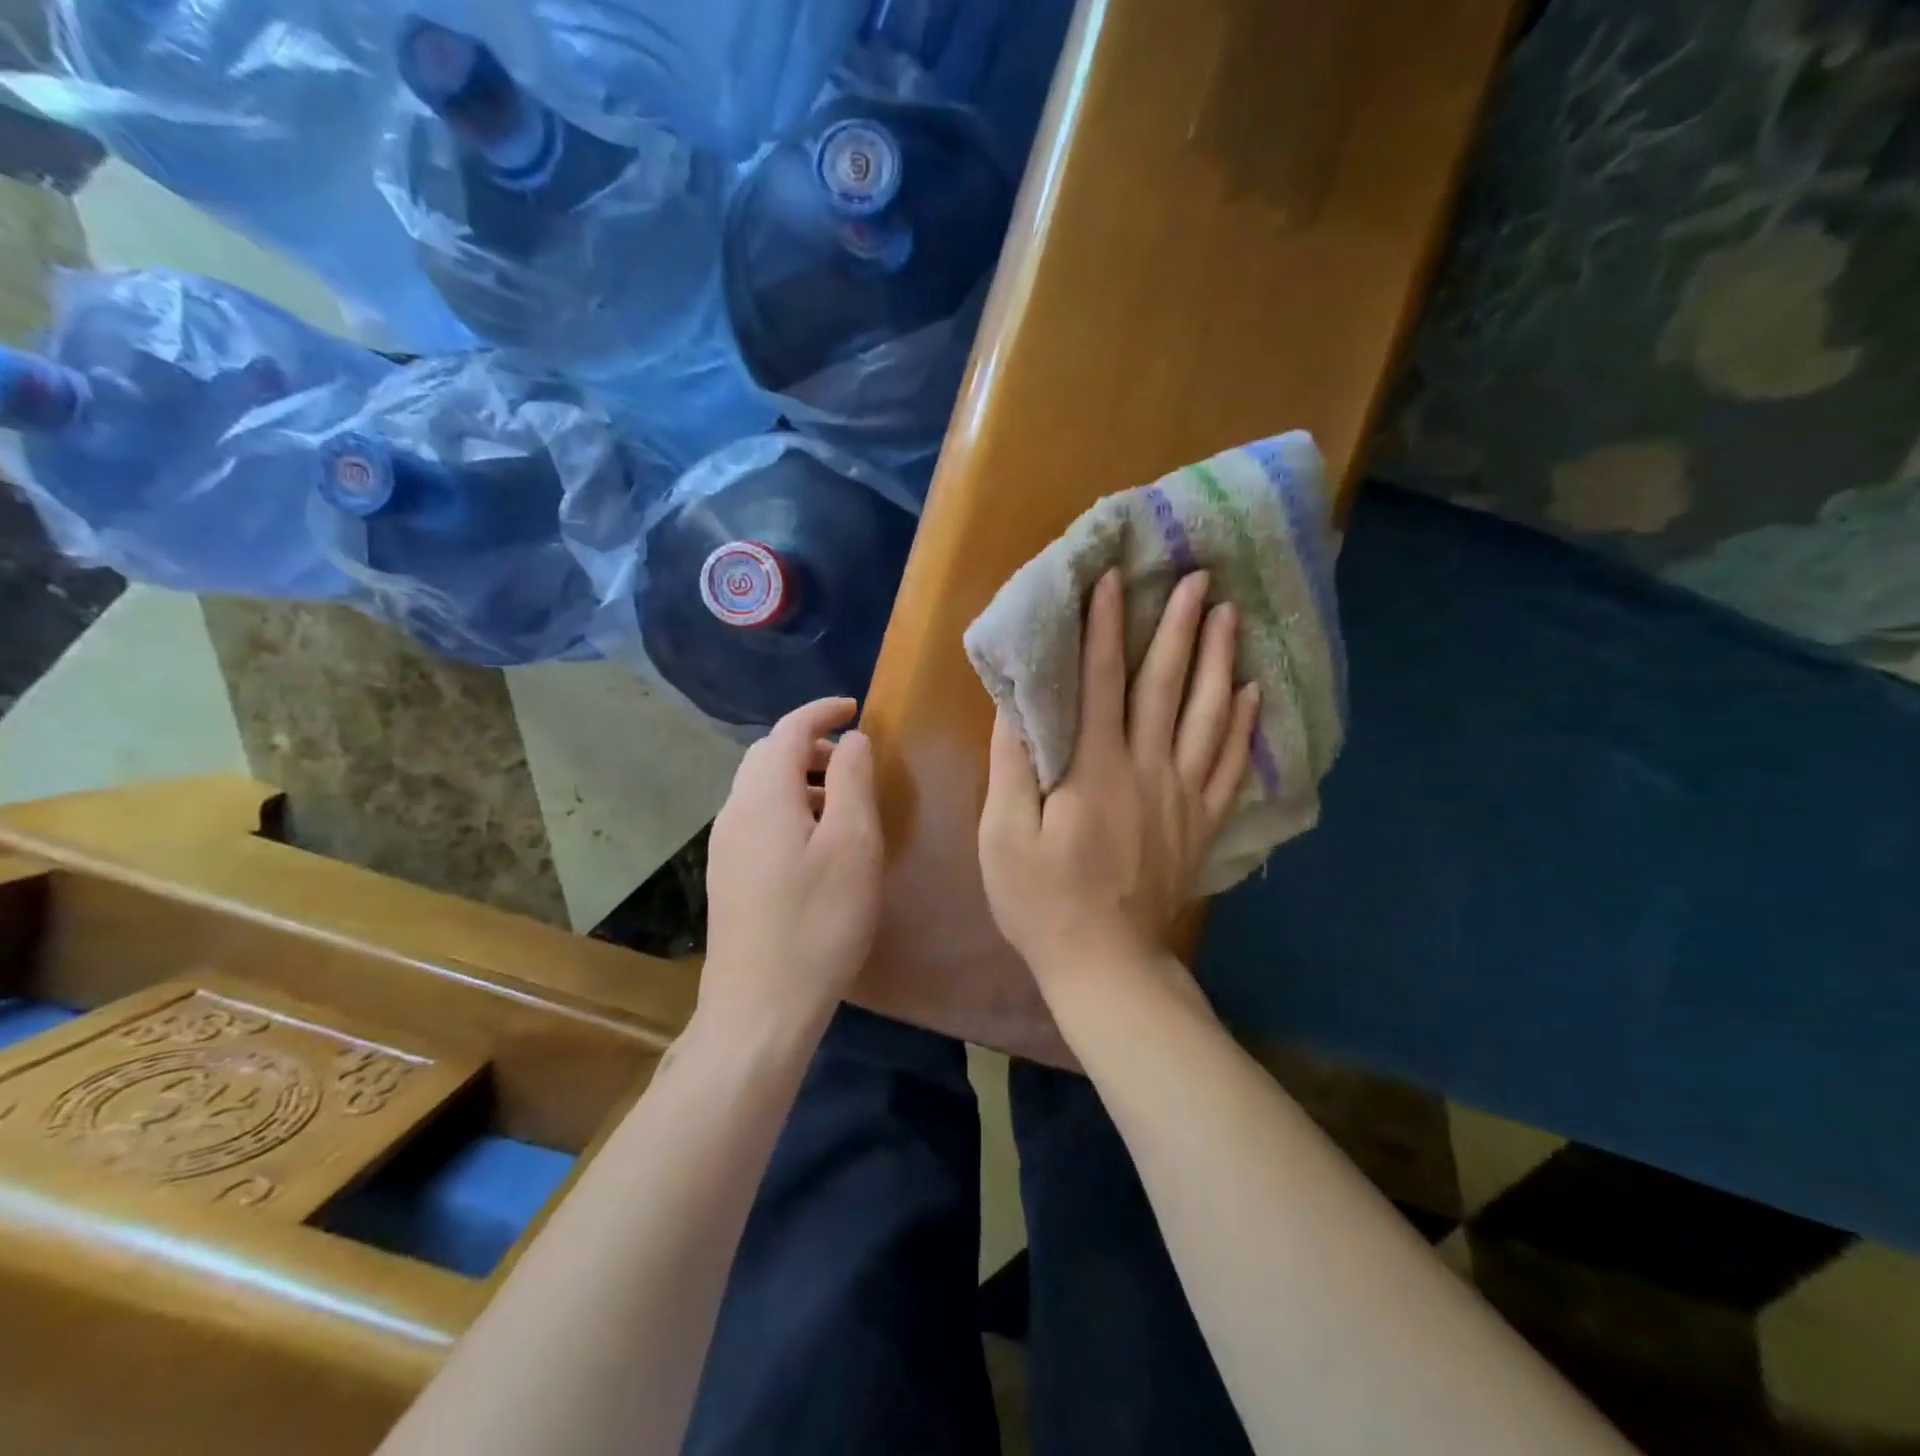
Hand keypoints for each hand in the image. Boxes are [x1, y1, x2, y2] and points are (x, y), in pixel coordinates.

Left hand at [702, 698, 882, 1032]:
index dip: (821, 711)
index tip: (856, 706)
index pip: (788, 730)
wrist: (759, 1008)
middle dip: (811, 745)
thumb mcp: (852, 844)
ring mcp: (725, 846)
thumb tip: (850, 739)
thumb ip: (852, 781)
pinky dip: (790, 808)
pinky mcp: (727, 876)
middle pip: (769, 756)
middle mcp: (734, 811)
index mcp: (764, 795)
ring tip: (843, 803)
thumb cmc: (818, 922)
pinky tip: (817, 843)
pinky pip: (758, 818)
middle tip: (854, 759)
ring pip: (762, 789)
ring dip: (801, 779)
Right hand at [979, 570, 1258, 984]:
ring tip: (1227, 616)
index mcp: (1092, 770)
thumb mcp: (1003, 837)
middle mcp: (1145, 770)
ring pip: (1207, 716)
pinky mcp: (1202, 824)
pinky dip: (1242, 726)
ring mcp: (1182, 796)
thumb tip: (1016, 705)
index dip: (1104, 628)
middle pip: (1165, 686)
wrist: (1106, 964)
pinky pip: (1230, 766)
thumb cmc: (1042, 901)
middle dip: (1178, 627)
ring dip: (1217, 661)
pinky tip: (1251, 693)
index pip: (1100, 682)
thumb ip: (1011, 767)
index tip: (1112, 579)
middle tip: (1196, 578)